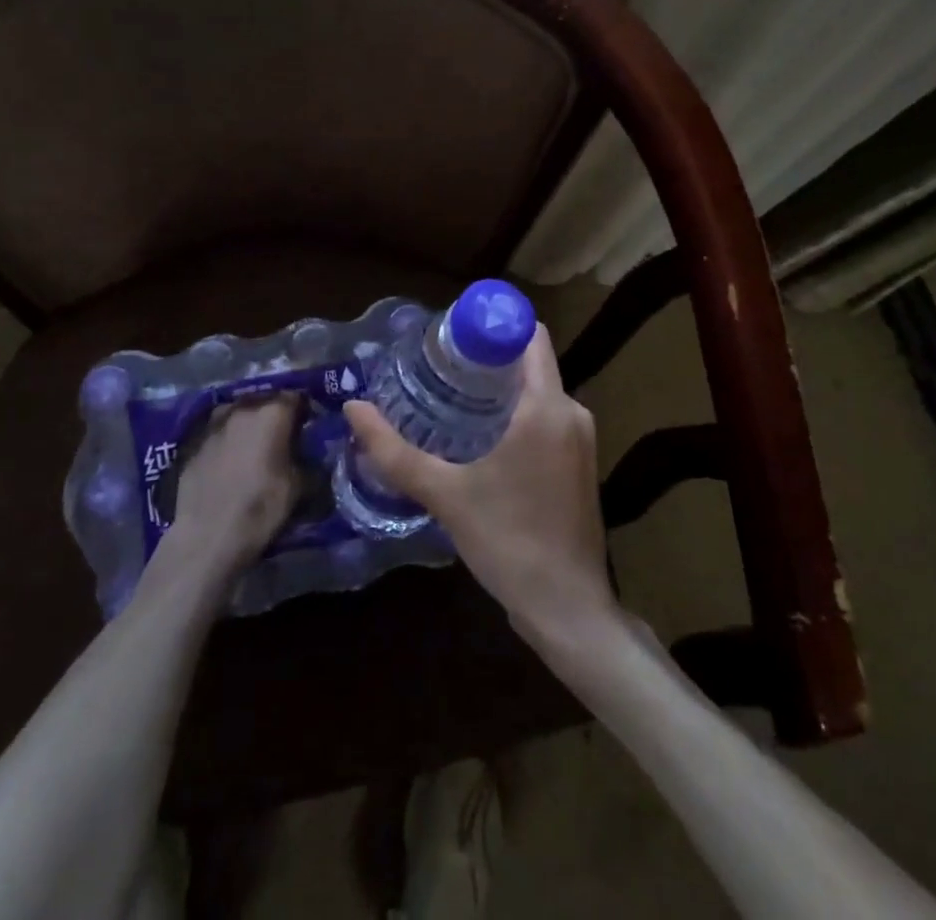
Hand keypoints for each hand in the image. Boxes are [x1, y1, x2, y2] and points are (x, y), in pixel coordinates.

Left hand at [155, 394, 300, 588]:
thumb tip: (310, 454)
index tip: (309, 427)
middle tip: (283, 437)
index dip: (305, 411)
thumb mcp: (299, 487)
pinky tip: (230, 461)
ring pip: (239, 412)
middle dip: (276, 414)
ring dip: (250, 423)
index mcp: (272, 413)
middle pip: (265, 400)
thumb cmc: (260, 508)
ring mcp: (214, 423)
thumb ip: (308, 460)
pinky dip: (228, 439)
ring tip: (254, 446)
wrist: (206, 537)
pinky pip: (219, 431)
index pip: (296, 397)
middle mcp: (242, 408)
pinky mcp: (193, 442)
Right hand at [344, 327, 617, 648]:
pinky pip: (546, 418)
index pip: (530, 335)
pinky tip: (479, 436)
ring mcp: (582, 439)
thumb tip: (353, 407)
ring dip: (498, 389)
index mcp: (547, 406)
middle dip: (485, 359)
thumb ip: (395, 451)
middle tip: (437, 367)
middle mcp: (573, 412)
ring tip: (449, 397)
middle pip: (529, 362)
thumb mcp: (445, 494)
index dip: (491, 325)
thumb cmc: (509, 541)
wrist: (567, 609)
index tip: (450, 335)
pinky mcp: (580, 464)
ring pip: (537, 392)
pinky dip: (515, 415)